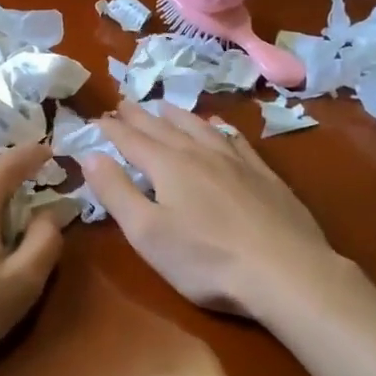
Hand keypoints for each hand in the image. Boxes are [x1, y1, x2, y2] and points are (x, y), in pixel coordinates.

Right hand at [85, 101, 337, 316]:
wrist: (285, 271)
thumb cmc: (205, 259)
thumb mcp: (146, 232)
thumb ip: (116, 192)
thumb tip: (90, 155)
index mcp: (167, 166)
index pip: (131, 141)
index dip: (112, 130)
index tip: (96, 119)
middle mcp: (200, 154)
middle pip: (164, 128)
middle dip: (140, 116)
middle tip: (124, 103)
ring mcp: (236, 162)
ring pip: (200, 128)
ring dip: (178, 116)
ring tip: (166, 107)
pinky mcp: (264, 176)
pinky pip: (235, 140)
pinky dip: (220, 129)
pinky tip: (220, 128)